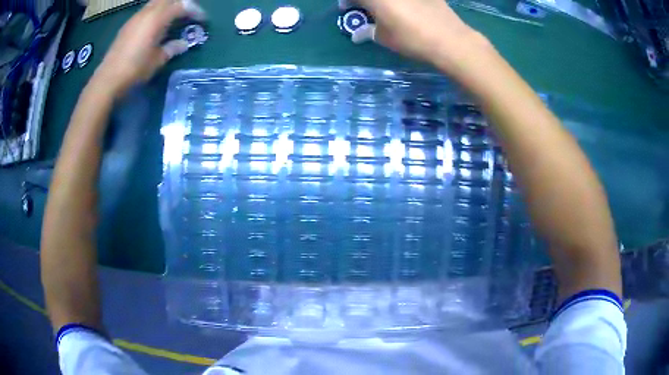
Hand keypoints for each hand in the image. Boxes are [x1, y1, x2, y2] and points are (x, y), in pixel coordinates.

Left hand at [93, 0, 205, 95]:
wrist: (108, 79)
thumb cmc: (135, 69)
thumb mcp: (157, 60)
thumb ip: (172, 48)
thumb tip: (183, 44)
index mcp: (157, 18)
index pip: (182, 5)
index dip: (194, 10)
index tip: (202, 20)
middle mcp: (146, 13)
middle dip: (181, 3)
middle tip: (188, 14)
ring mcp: (135, 18)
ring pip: (156, 3)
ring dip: (168, 7)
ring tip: (174, 19)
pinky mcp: (128, 26)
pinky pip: (146, 11)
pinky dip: (156, 13)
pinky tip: (157, 26)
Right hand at [349, 0, 488, 70]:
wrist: (449, 40)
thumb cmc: (412, 39)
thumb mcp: (385, 38)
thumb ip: (369, 31)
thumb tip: (360, 33)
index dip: (348, 1)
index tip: (348, 7)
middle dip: (367, 1)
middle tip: (368, 8)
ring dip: (385, 1)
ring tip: (388, 8)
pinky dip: (404, 1)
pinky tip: (409, 7)